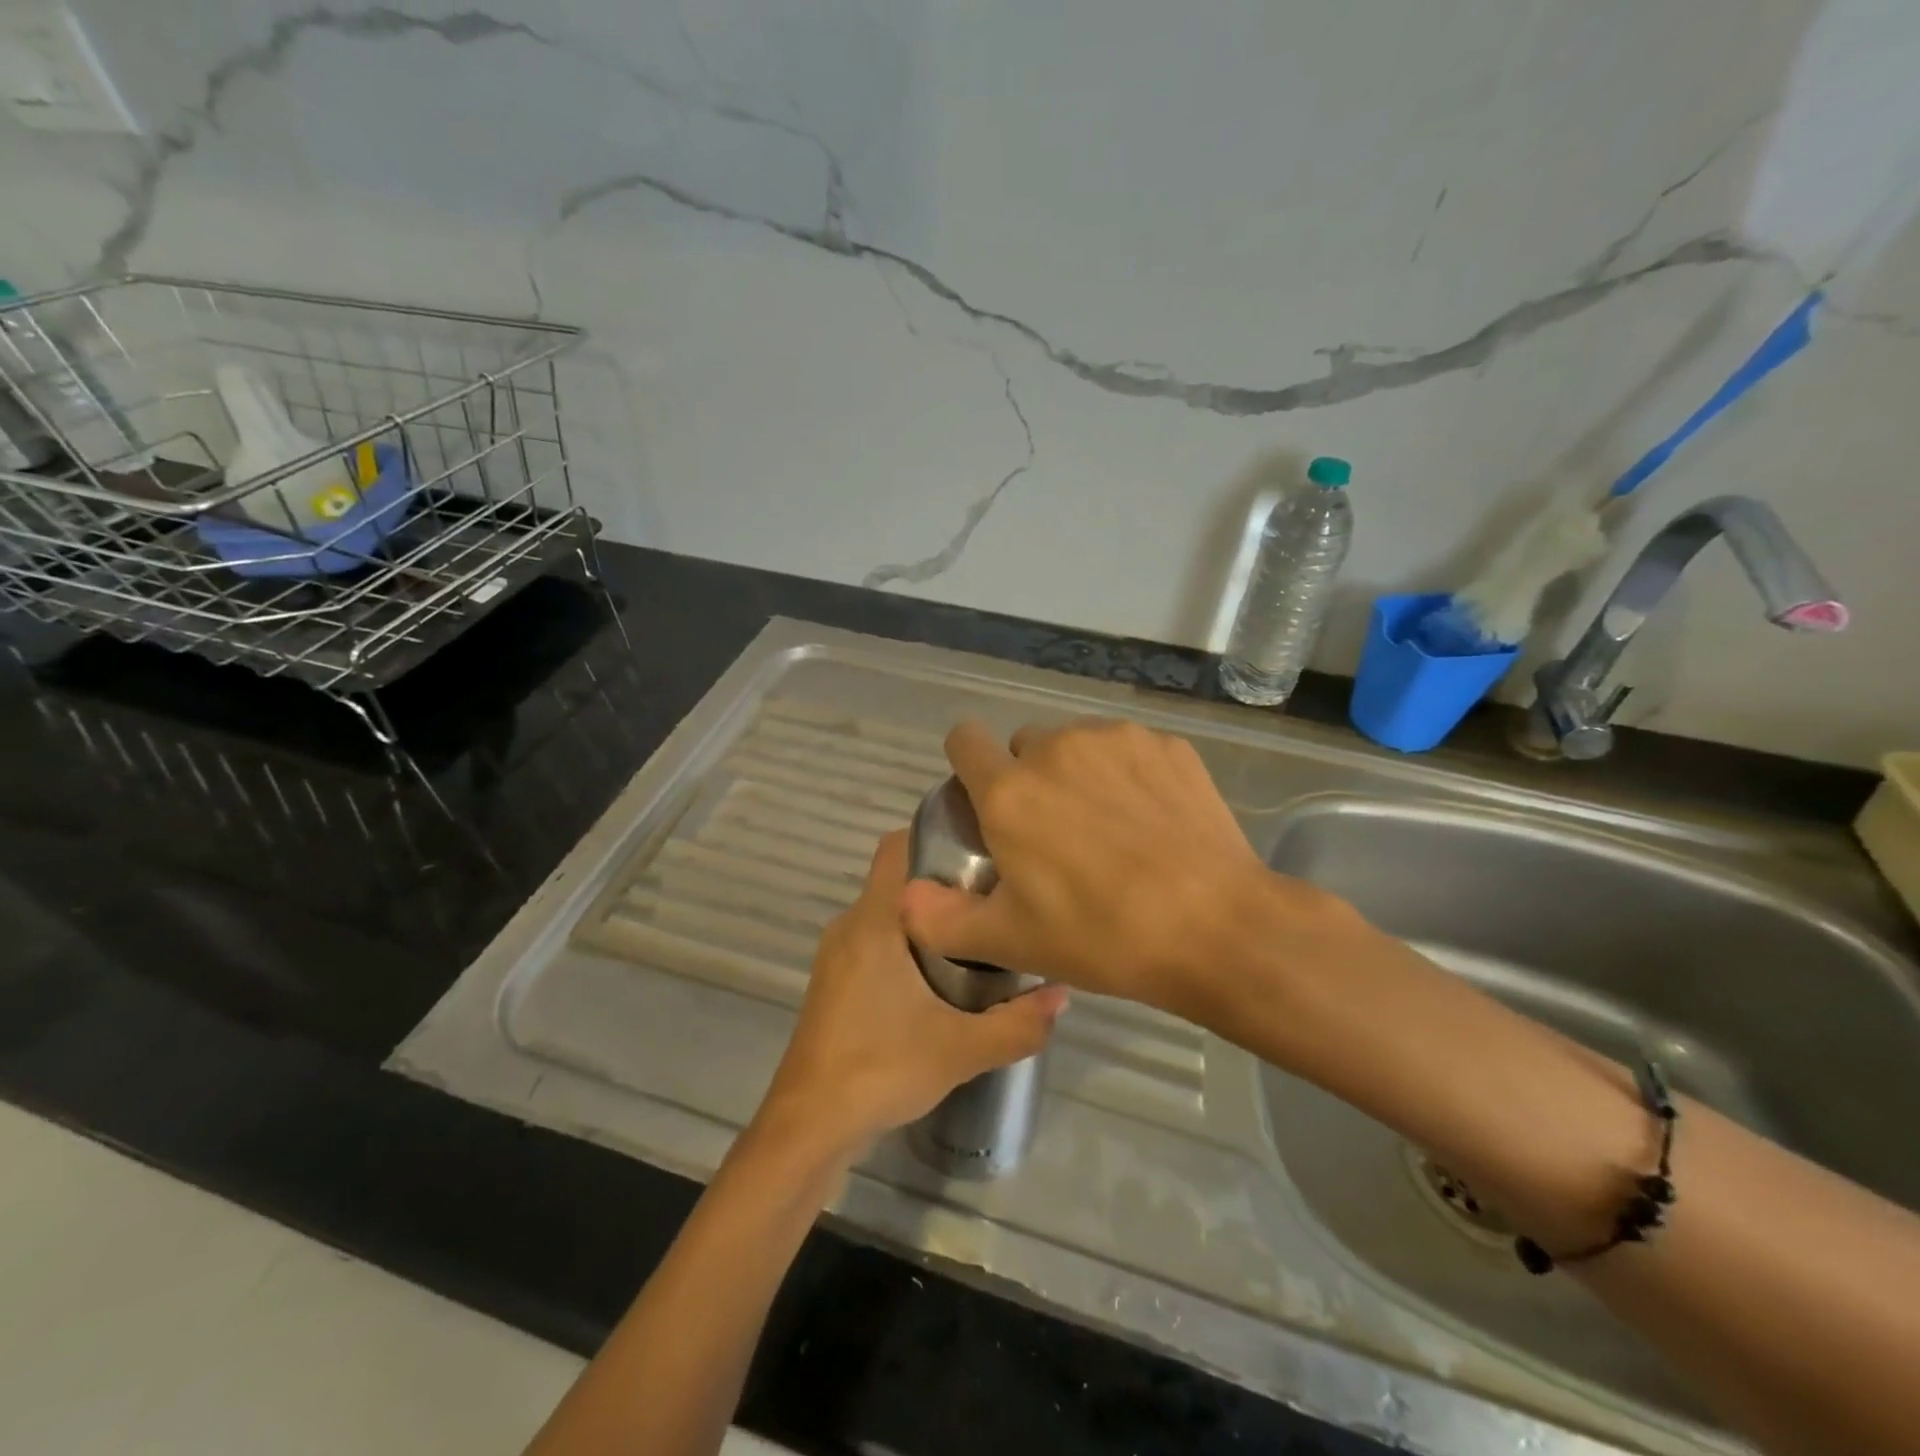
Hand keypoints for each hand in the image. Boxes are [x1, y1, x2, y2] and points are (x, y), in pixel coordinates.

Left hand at [757, 829, 1067, 1156]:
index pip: (897, 846)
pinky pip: (876, 941)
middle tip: (995, 899)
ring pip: (889, 914)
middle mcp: (850, 926)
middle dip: (945, 884)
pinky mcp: (835, 982)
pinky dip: (907, 945)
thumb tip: (1063, 993)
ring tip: (978, 936)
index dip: (938, 835)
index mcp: (873, 921)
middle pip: (900, 880)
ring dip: (928, 920)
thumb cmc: (881, 1069)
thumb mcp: (961, 1049)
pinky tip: (942, 979)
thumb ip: (1018, 1022)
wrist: (809, 1127)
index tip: (982, 850)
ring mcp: (837, 955)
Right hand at [898, 717, 1347, 1013]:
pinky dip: (1128, 776)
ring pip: (1077, 745)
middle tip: (1055, 836)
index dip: (967, 765)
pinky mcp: (1167, 745)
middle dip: (1029, 779)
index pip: (964, 739)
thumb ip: (942, 919)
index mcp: (1010, 790)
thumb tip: (905, 896)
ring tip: (1110, 831)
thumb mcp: (1011, 941)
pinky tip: (1153, 823)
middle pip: (1025, 746)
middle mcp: (1057, 748)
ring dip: (1078, 774)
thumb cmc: (1102, 935)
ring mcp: (1117, 740)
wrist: (1217, 926)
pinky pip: (1128, 750)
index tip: (985, 801)